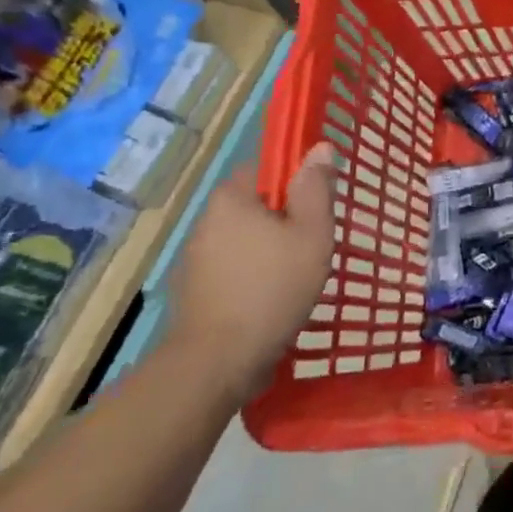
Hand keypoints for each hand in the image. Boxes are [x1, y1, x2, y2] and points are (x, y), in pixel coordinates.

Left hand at [166, 142, 337, 401]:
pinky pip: (232, 270)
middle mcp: (205, 221)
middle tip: (314, 242)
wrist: (217, 363)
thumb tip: (319, 147)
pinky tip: (272, 300)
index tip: (318, 205)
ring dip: (268, 250)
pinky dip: (252, 277)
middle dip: (284, 220)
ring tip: (297, 275)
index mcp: (231, 198)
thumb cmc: (272, 288)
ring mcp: (194, 259)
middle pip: (255, 206)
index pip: (265, 169)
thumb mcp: (311, 233)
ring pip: (244, 240)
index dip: (295, 181)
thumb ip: (316, 188)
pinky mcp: (193, 293)